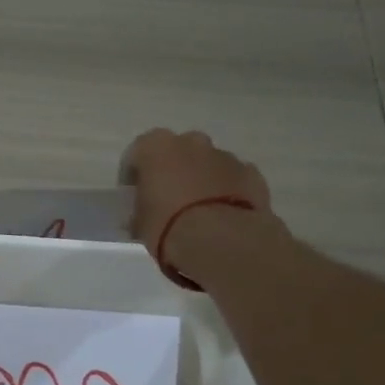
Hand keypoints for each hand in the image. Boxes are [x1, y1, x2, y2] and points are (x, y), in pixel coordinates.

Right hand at [119, 129, 279, 254]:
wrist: (222, 242)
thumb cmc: (168, 227)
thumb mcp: (139, 224)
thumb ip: (139, 212)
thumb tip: (140, 217)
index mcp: (156, 147)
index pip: (136, 153)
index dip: (132, 176)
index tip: (132, 197)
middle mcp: (191, 142)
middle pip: (176, 152)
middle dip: (172, 171)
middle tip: (167, 201)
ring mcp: (225, 156)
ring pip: (207, 164)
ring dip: (201, 180)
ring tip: (199, 213)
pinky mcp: (251, 174)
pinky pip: (233, 179)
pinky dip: (227, 191)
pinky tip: (223, 216)